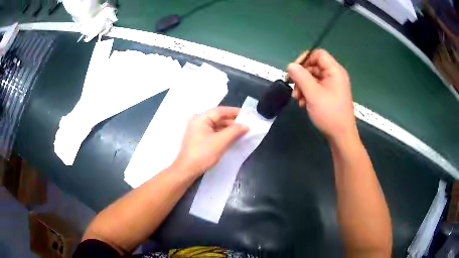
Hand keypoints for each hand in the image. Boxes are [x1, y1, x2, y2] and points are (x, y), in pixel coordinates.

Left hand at [173, 106, 248, 176]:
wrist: (187, 170)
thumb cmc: (203, 154)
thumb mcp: (220, 142)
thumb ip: (234, 131)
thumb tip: (246, 125)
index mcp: (201, 118)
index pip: (220, 111)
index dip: (234, 112)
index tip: (248, 114)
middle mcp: (198, 121)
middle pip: (218, 118)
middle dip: (233, 122)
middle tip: (247, 125)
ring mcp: (198, 130)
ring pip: (216, 126)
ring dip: (229, 129)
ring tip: (242, 132)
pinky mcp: (199, 139)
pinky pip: (214, 133)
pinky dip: (223, 134)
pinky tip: (232, 138)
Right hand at [287, 49, 356, 140]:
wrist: (341, 136)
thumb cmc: (329, 113)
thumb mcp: (313, 94)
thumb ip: (300, 77)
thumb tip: (291, 65)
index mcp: (334, 71)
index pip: (318, 54)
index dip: (304, 58)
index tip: (294, 70)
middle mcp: (335, 75)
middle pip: (314, 66)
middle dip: (301, 76)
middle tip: (294, 89)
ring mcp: (333, 85)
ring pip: (313, 78)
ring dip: (302, 86)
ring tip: (298, 99)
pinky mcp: (330, 94)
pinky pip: (316, 87)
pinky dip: (308, 93)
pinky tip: (303, 103)